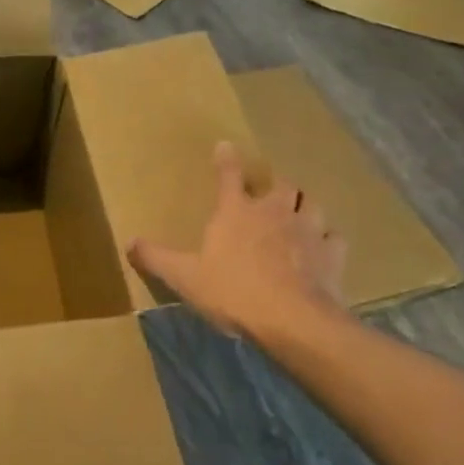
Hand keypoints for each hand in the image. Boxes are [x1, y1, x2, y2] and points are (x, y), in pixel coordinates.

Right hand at [128, 142, 347, 343]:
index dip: (226, 159)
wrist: (291, 319)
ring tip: (299, 214)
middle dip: (275, 185)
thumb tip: (129, 243)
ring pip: (312, 204)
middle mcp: (274, 211)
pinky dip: (328, 239)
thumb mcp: (184, 277)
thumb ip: (156, 258)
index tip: (226, 145)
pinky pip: (334, 238)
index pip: (229, 175)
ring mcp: (308, 230)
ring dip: (304, 206)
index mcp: (236, 211)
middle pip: (281, 184)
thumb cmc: (233, 291)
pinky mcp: (332, 254)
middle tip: (270, 193)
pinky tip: (324, 248)